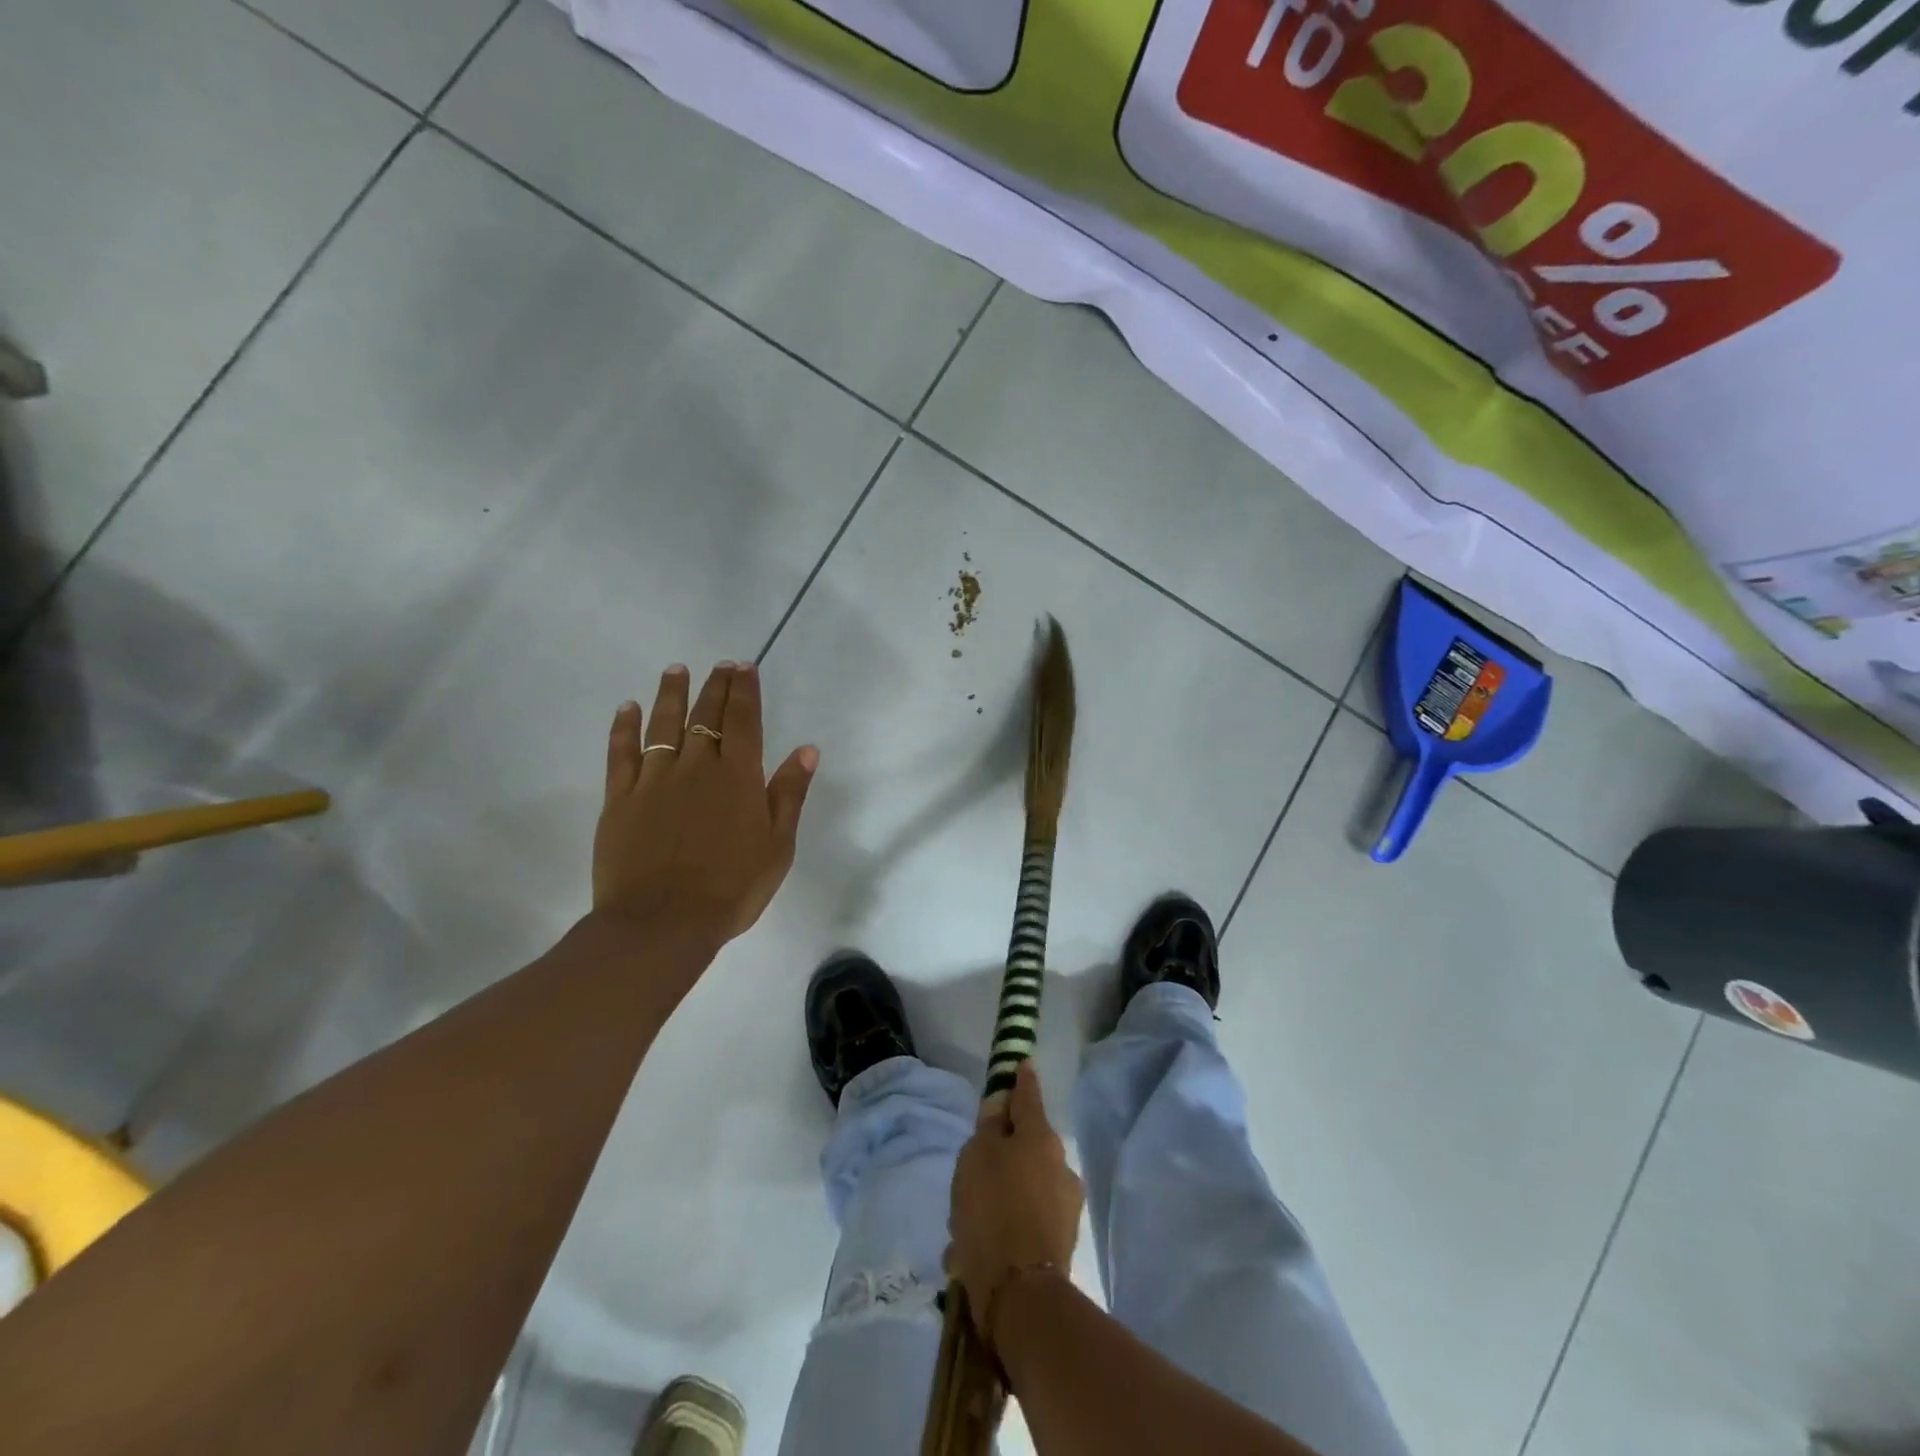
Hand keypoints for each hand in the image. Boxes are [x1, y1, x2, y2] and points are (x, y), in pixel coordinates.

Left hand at [593, 661, 817, 955]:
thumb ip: (789, 794)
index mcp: (738, 777)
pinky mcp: (619, 799)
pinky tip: (627, 708)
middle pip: (706, 716)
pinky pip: (621, 753)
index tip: (744, 666)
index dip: (744, 690)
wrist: (663, 923)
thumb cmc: (732, 888)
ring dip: (671, 694)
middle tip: (719, 664)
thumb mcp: (778, 845)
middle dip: (715, 686)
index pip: (744, 720)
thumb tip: (806, 749)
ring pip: (663, 725)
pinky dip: (623, 727)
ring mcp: (654, 780)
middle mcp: (696, 767)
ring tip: (675, 670)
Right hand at [948, 1062, 1084, 1346]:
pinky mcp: (1061, 1242)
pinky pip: (1027, 1219)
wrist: (1021, 1297)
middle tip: (972, 1171)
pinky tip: (976, 1248)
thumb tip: (1000, 1106)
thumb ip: (988, 1128)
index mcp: (1040, 1137)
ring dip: (1003, 1193)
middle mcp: (1060, 1164)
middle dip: (1002, 1152)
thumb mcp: (976, 1158)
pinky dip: (1007, 1224)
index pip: (1029, 1094)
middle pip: (1026, 1144)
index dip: (1021, 1078)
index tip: (1021, 1063)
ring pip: (1025, 1185)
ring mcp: (1065, 1205)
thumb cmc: (992, 1211)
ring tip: (968, 1221)